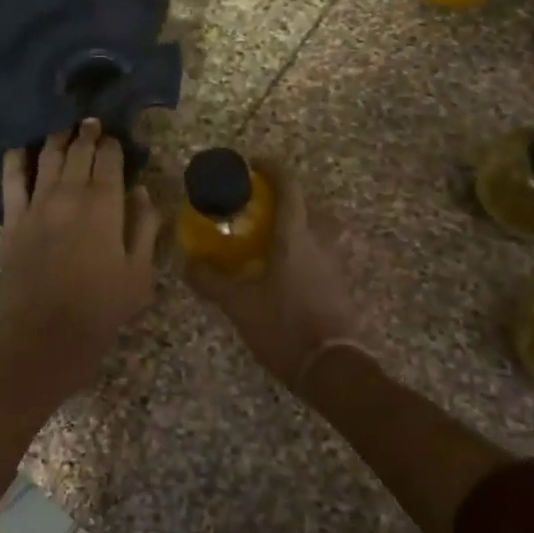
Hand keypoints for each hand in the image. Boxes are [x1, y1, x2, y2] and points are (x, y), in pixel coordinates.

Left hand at [0, 120, 159, 403]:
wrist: (47, 336)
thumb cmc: (102, 308)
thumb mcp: (141, 273)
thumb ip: (145, 227)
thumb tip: (143, 192)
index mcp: (105, 205)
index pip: (110, 160)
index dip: (113, 145)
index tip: (116, 138)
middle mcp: (70, 195)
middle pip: (79, 153)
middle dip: (88, 134)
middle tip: (92, 123)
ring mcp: (37, 205)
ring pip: (47, 158)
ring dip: (58, 138)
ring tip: (65, 128)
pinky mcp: (12, 220)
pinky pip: (10, 180)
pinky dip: (15, 159)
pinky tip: (19, 147)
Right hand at [184, 165, 359, 389]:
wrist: (332, 368)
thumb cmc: (284, 327)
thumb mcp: (239, 306)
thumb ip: (211, 282)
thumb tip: (188, 264)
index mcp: (295, 237)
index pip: (289, 187)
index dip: (273, 169)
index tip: (254, 164)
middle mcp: (321, 241)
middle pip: (311, 204)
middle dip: (289, 197)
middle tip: (264, 205)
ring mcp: (337, 263)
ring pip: (324, 228)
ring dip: (305, 222)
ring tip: (280, 235)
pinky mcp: (345, 284)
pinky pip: (329, 252)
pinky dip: (312, 248)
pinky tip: (294, 269)